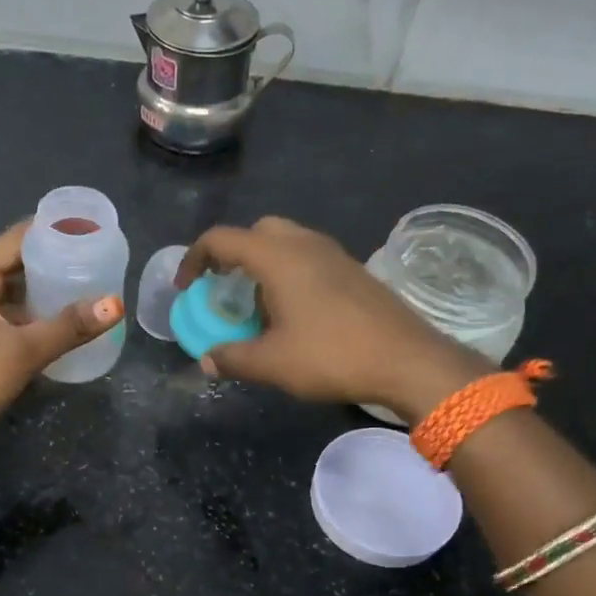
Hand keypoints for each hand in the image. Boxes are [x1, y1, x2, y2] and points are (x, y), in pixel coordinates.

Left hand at [0, 221, 121, 435]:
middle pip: (19, 266)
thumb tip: (116, 304)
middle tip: (97, 258)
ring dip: (50, 292)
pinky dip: (44, 319)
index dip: (49, 230)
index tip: (86, 227)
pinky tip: (72, 323)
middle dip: (55, 261)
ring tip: (91, 286)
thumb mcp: (24, 350)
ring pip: (21, 297)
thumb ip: (70, 327)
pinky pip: (21, 322)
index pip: (15, 241)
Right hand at [177, 217, 484, 419]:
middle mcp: (304, 244)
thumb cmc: (332, 355)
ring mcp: (334, 254)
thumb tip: (207, 361)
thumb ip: (232, 358)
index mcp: (277, 257)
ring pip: (286, 243)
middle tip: (224, 289)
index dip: (194, 259)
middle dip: (232, 255)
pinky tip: (294, 313)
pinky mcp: (354, 270)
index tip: (187, 288)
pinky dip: (289, 273)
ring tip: (257, 306)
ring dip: (263, 265)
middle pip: (257, 232)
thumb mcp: (272, 363)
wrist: (408, 360)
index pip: (221, 239)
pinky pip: (309, 258)